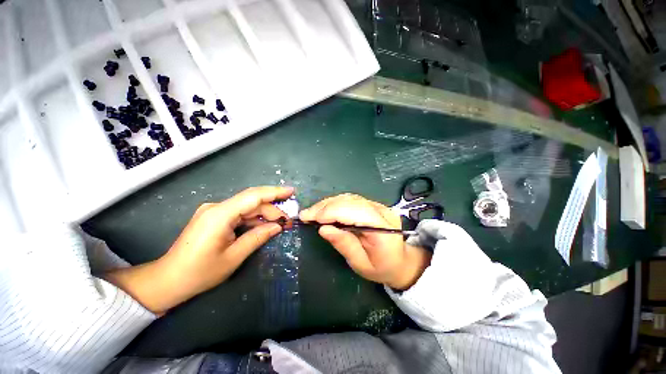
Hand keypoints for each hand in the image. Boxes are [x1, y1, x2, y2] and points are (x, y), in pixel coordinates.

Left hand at [104, 186, 293, 313]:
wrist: (168, 280)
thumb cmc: (199, 272)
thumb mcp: (233, 257)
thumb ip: (258, 237)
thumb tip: (278, 226)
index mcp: (220, 215)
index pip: (253, 196)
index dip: (274, 192)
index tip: (291, 192)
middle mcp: (216, 207)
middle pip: (251, 202)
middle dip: (272, 209)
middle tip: (287, 220)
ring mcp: (214, 211)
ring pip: (246, 207)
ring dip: (264, 214)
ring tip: (279, 224)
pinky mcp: (214, 217)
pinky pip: (239, 213)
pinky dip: (253, 219)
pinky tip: (263, 225)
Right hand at [299, 194, 430, 290]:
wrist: (401, 260)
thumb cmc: (382, 268)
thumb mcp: (361, 265)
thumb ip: (344, 245)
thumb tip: (323, 229)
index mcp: (383, 228)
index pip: (355, 211)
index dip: (330, 211)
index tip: (309, 217)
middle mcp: (382, 211)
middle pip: (350, 202)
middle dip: (325, 207)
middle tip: (306, 214)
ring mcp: (378, 206)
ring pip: (349, 198)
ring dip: (328, 204)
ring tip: (313, 212)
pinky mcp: (373, 205)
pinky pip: (351, 200)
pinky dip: (335, 203)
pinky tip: (325, 210)